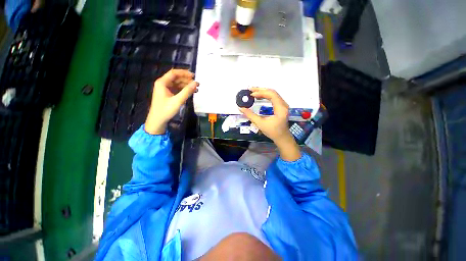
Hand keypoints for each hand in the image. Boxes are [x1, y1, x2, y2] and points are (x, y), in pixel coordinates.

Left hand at [145, 69, 198, 134]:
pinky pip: (177, 89)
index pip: (174, 73)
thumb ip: (187, 91)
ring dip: (186, 85)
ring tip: (195, 89)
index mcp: (162, 82)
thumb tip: (196, 83)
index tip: (194, 76)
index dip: (184, 73)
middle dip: (186, 80)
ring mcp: (165, 89)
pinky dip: (183, 90)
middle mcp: (163, 83)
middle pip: (176, 78)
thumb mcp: (177, 100)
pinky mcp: (167, 94)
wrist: (157, 120)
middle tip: (196, 84)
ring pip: (177, 83)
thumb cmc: (166, 110)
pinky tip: (190, 92)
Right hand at [239, 88, 300, 160]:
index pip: (272, 95)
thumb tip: (240, 108)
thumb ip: (250, 115)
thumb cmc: (273, 132)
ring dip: (262, 92)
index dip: (261, 92)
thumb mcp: (260, 124)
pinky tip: (259, 96)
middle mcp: (283, 104)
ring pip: (273, 94)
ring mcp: (283, 105)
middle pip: (272, 92)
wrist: (282, 137)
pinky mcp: (280, 106)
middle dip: (260, 90)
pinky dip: (265, 96)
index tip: (251, 94)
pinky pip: (273, 97)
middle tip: (250, 89)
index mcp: (280, 108)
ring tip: (253, 92)